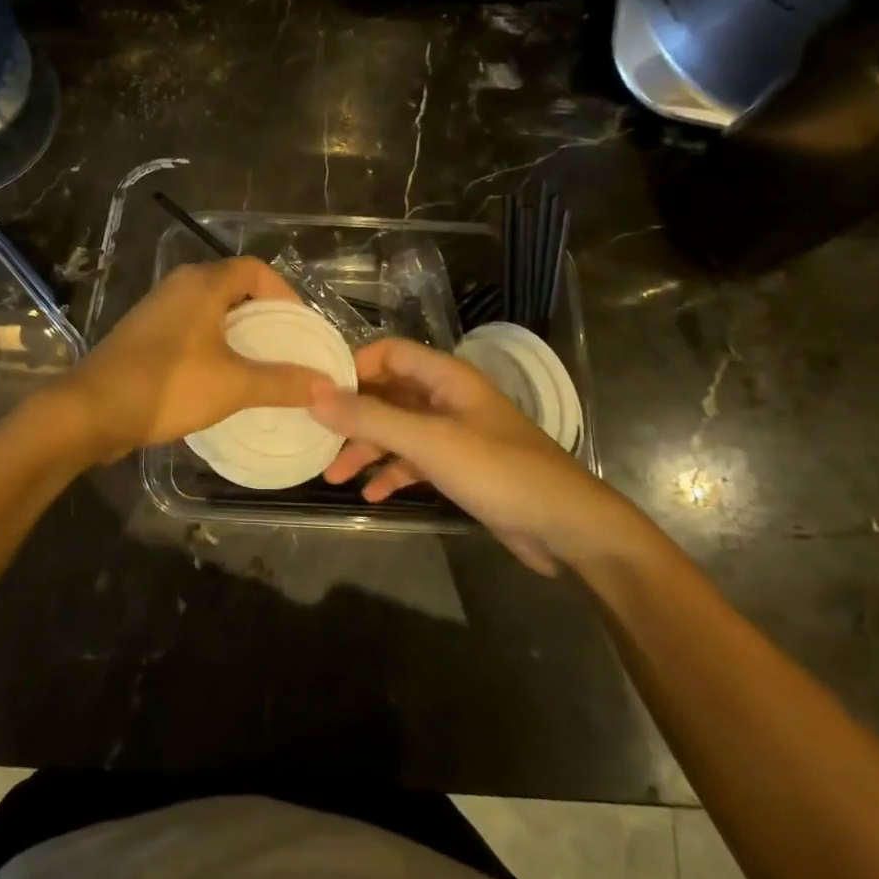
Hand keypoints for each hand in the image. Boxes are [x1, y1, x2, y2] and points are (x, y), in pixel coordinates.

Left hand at [58, 258, 326, 462]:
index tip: (301, 327)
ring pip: (211, 310)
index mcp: (203, 283)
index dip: (284, 293)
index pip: (256, 269)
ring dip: (238, 332)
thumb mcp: (233, 385)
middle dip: (264, 315)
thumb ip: (282, 382)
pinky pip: (191, 328)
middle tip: (287, 348)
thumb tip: (327, 385)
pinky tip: (222, 377)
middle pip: (234, 287)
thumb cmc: (166, 386)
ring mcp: (158, 309)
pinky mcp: (144, 334)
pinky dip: (214, 344)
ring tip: (261, 365)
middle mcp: (180, 286)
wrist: (90, 410)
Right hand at [308, 338, 638, 575]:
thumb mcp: (428, 442)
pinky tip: (371, 495)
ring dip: (365, 449)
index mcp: (445, 377)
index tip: (317, 393)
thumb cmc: (497, 470)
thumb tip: (313, 395)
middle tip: (315, 438)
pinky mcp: (459, 466)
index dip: (353, 367)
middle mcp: (446, 398)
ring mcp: (453, 433)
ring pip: (396, 430)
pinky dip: (390, 472)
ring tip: (332, 475)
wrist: (565, 526)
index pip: (388, 353)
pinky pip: (413, 460)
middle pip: (387, 393)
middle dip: (351, 415)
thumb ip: (370, 417)